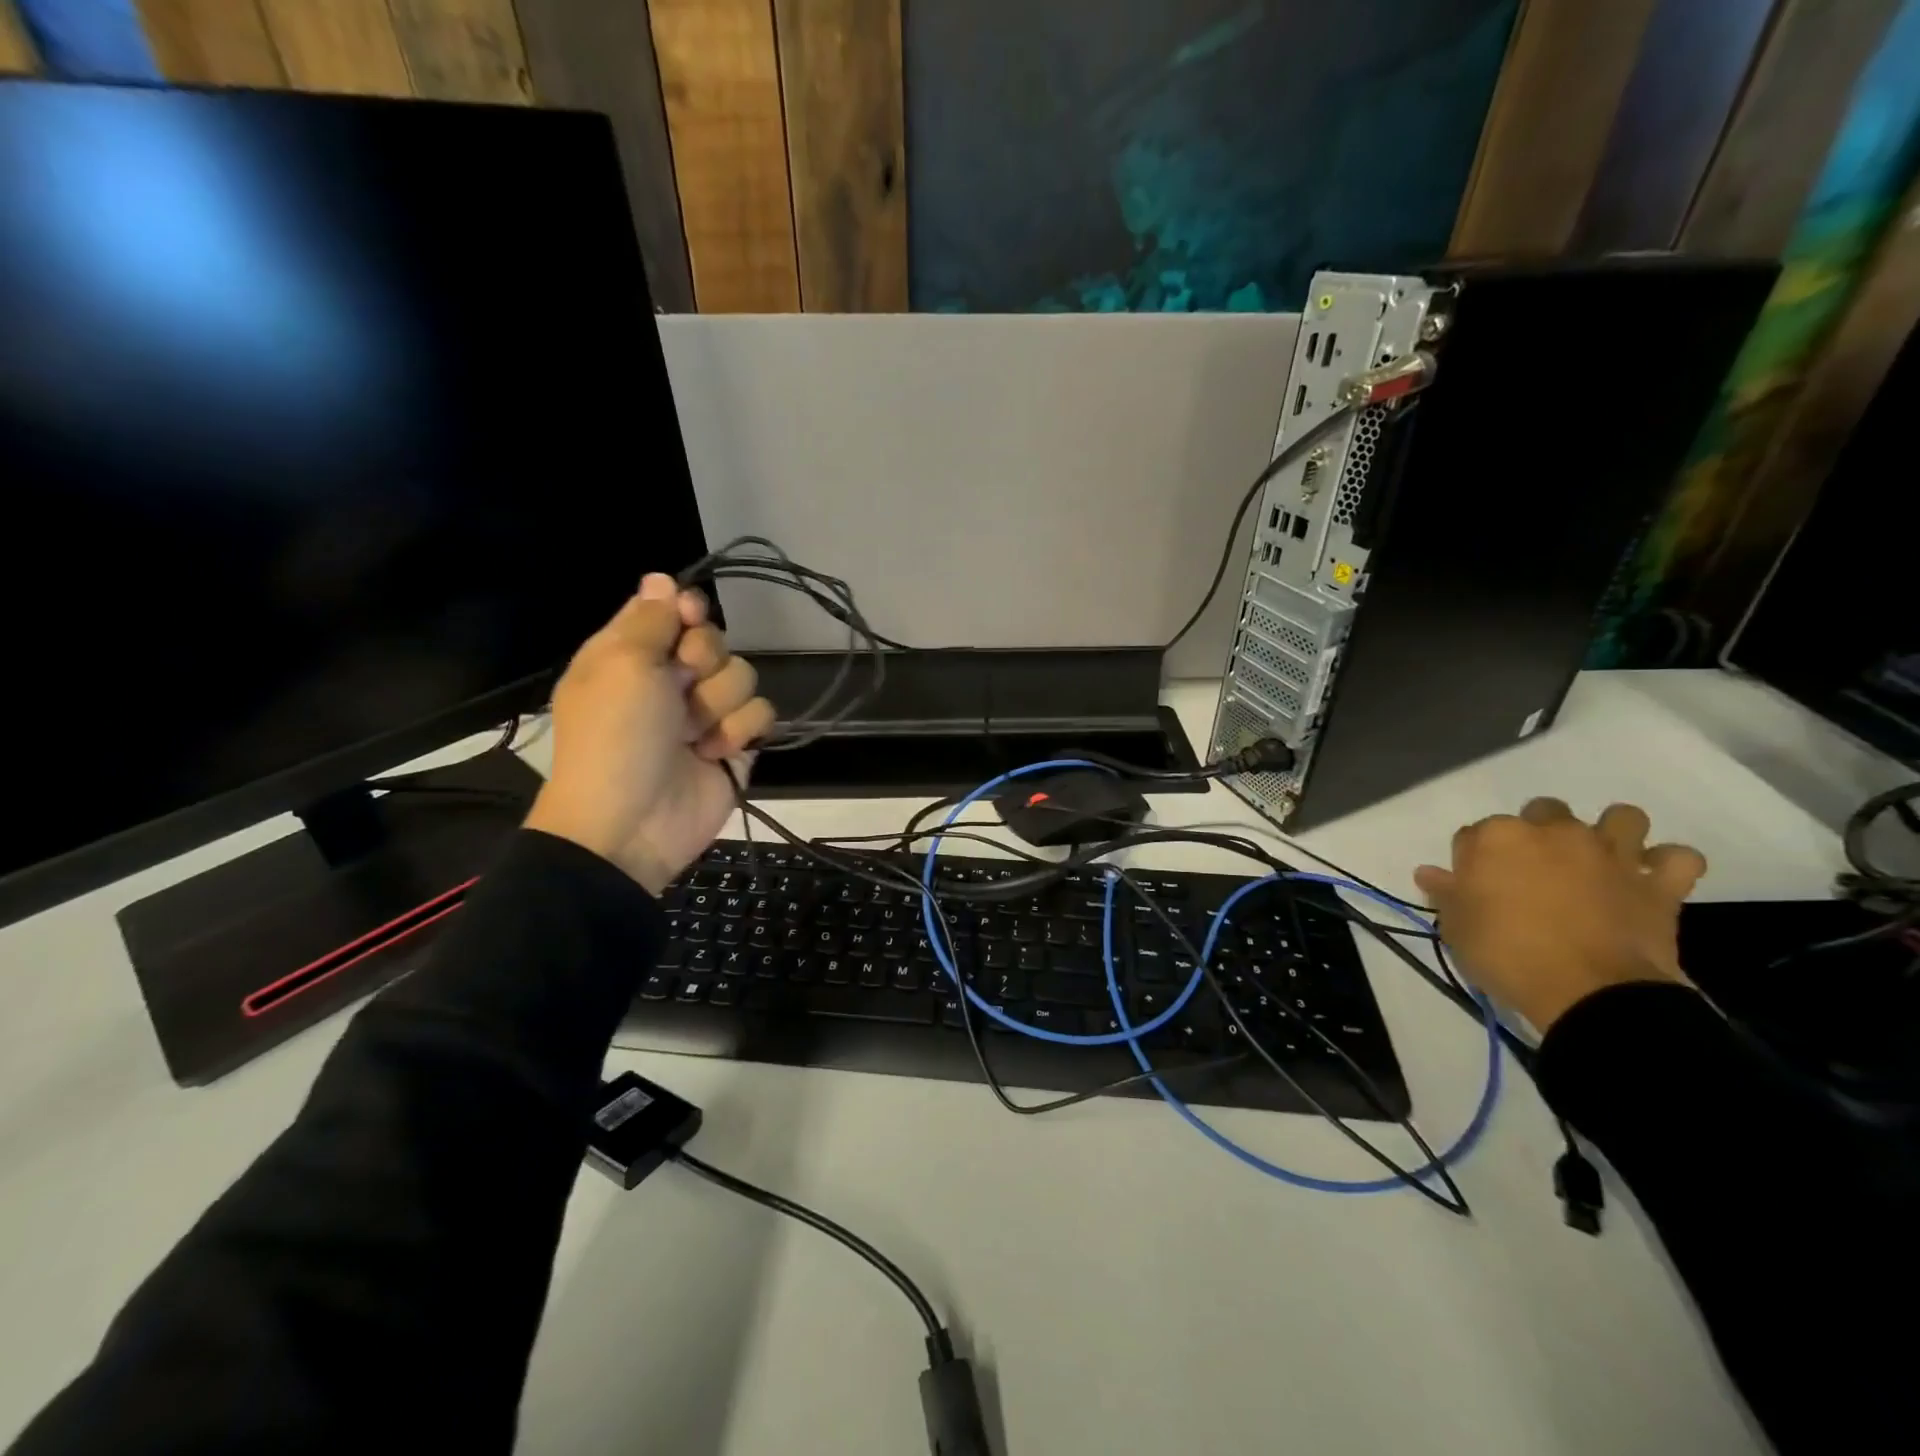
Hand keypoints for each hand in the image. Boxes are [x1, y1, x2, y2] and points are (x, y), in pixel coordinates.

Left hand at [525, 573, 774, 894]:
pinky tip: (714, 753)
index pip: (673, 611)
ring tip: (693, 734)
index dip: (687, 611)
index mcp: (632, 655)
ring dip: (720, 704)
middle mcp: (670, 679)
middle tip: (680, 687)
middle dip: (705, 662)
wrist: (631, 824)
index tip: (689, 617)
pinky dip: (740, 732)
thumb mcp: (621, 665)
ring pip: (743, 676)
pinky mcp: (735, 744)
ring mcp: (705, 713)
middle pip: (715, 641)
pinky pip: (761, 714)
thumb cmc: (616, 737)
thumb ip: (649, 619)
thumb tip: (662, 577)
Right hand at [1413, 798, 1706, 1032]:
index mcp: (1497, 838)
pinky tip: (1651, 878)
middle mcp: (1554, 832)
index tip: (1474, 885)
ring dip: (1612, 832)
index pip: (1474, 833)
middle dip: (1537, 831)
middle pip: (1543, 810)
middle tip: (1533, 869)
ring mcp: (1611, 853)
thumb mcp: (1456, 927)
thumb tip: (1429, 873)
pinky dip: (1668, 864)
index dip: (1473, 859)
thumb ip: (1445, 893)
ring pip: (1622, 817)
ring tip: (1600, 859)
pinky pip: (1680, 858)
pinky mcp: (1658, 884)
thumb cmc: (1506, 953)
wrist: (1588, 991)